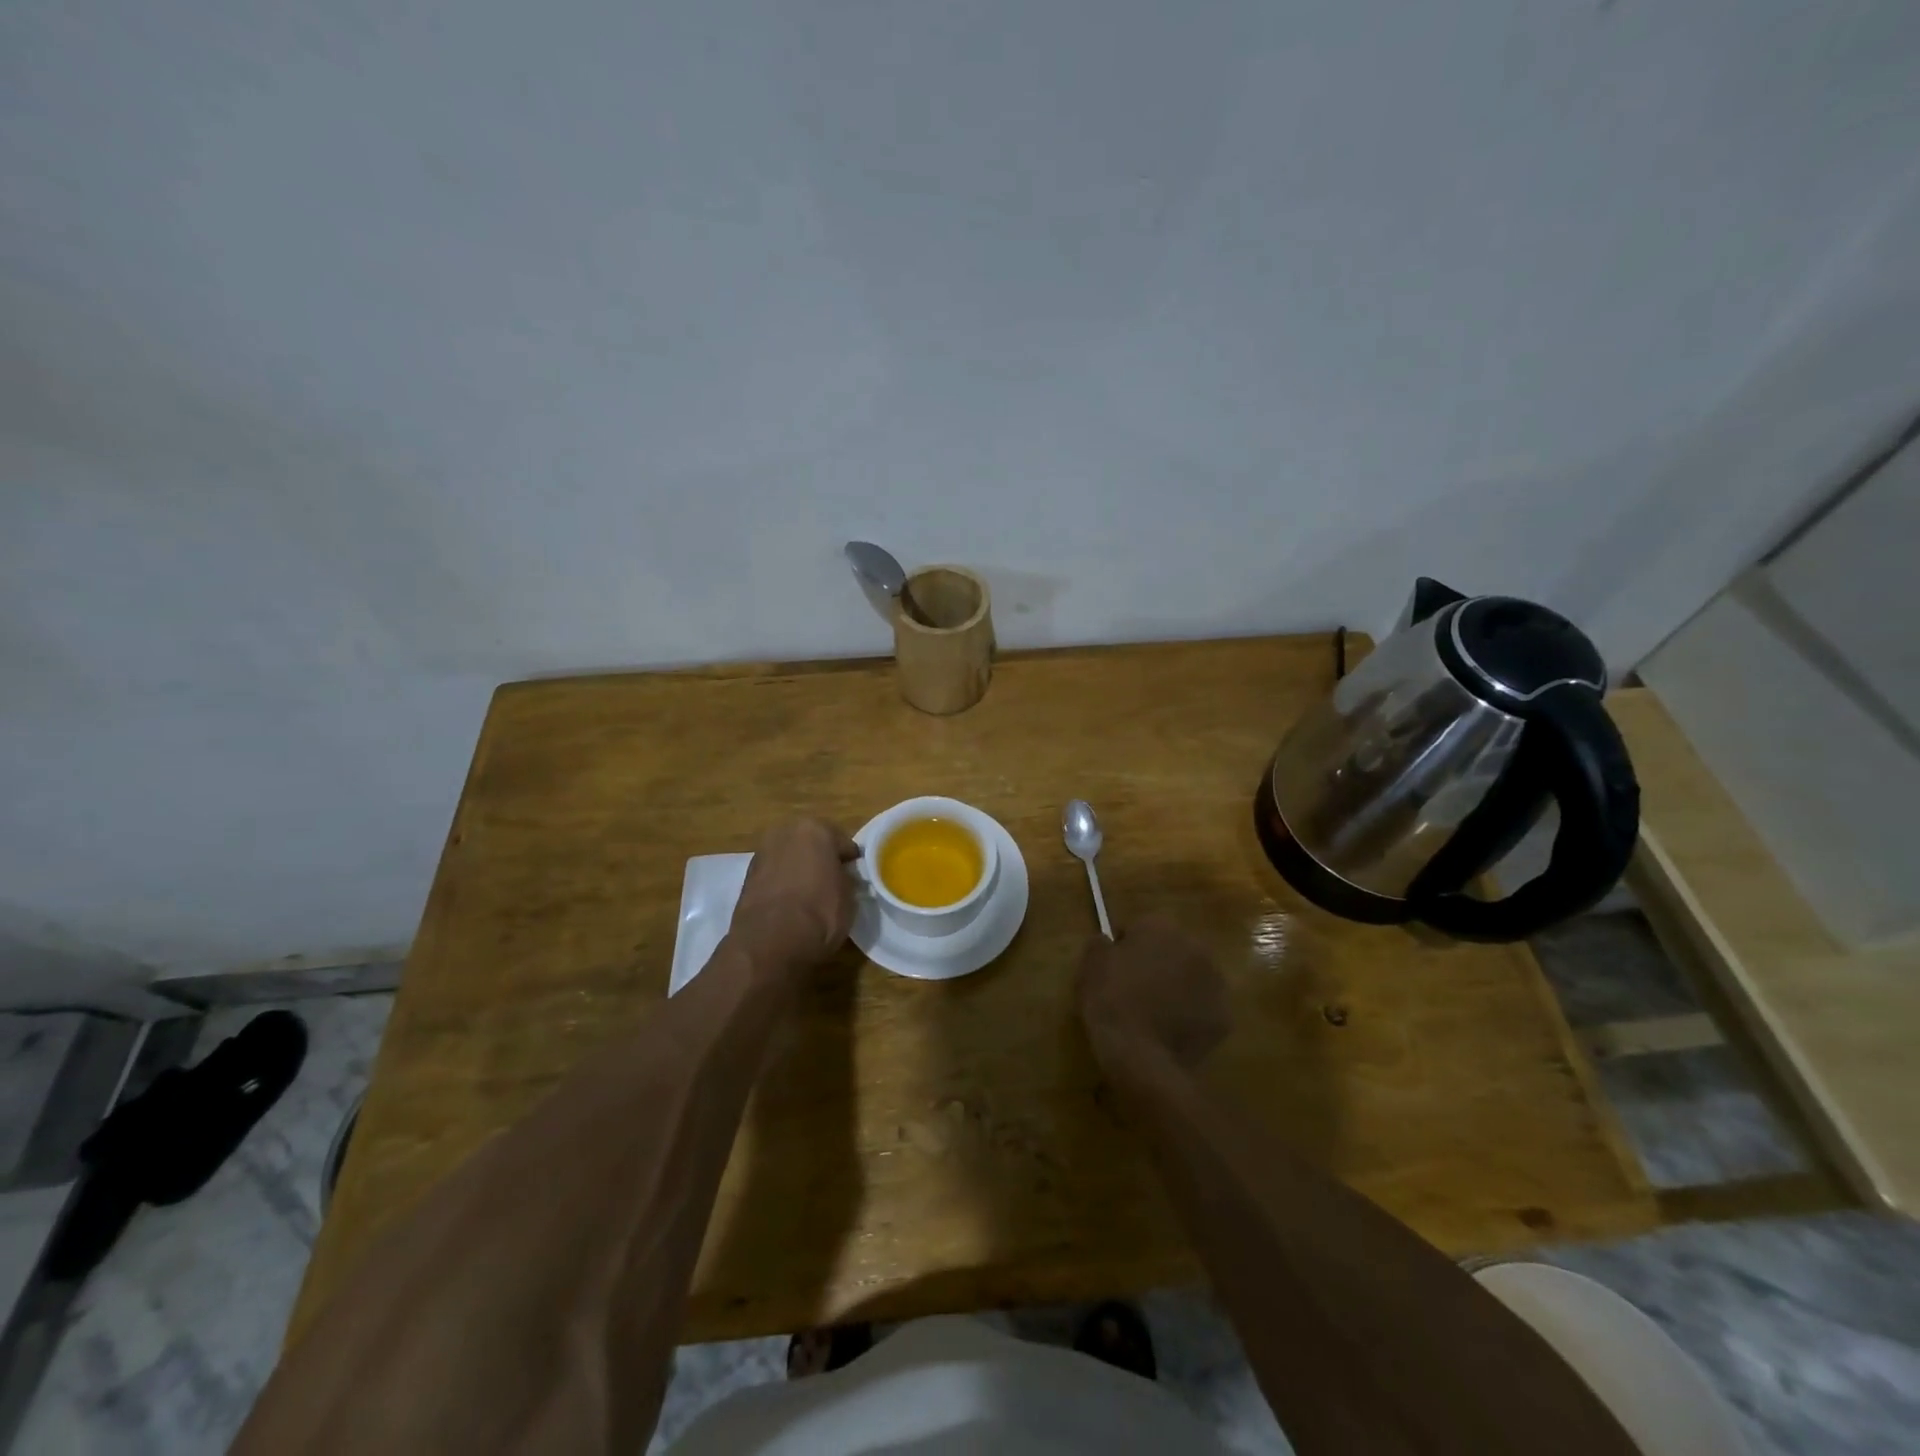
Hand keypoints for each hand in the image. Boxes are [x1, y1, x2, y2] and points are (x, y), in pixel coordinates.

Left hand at [728, 819, 860, 978]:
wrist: (770, 943)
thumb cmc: (819, 913)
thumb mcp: (849, 897)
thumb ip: (846, 878)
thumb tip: (842, 878)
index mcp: (815, 829)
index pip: (843, 843)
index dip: (850, 862)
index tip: (855, 878)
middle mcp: (785, 832)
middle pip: (812, 843)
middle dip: (821, 859)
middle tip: (832, 883)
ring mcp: (762, 852)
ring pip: (790, 857)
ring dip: (799, 869)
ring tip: (809, 896)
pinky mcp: (746, 875)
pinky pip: (774, 874)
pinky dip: (782, 883)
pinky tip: (790, 904)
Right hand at [1078, 916, 1229, 1070]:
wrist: (1141, 1055)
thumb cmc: (1111, 1001)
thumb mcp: (1090, 965)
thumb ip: (1100, 944)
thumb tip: (1108, 941)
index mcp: (1161, 927)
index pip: (1140, 928)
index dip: (1125, 948)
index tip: (1113, 969)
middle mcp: (1195, 947)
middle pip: (1172, 951)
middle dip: (1157, 965)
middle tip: (1134, 991)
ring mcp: (1215, 983)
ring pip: (1191, 978)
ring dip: (1176, 988)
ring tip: (1153, 1014)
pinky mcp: (1224, 1017)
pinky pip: (1202, 1009)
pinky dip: (1190, 1016)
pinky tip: (1169, 1032)